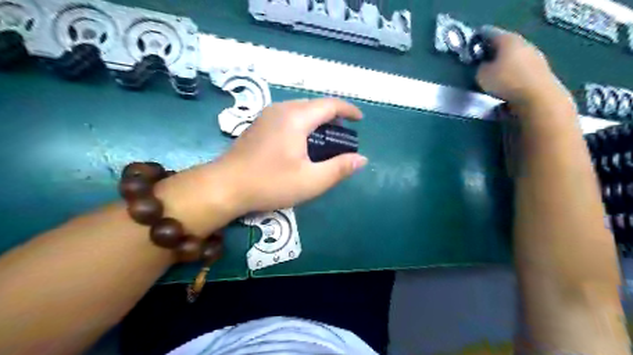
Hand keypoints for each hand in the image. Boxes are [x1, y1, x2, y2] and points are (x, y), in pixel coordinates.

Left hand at [217, 97, 368, 212]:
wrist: (225, 186)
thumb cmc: (270, 183)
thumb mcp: (311, 181)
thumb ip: (339, 168)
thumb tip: (361, 159)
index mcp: (296, 118)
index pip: (330, 105)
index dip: (348, 110)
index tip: (360, 120)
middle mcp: (282, 109)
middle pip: (315, 105)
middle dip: (333, 116)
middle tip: (344, 136)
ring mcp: (267, 115)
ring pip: (300, 109)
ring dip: (317, 120)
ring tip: (326, 138)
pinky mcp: (259, 124)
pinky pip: (288, 115)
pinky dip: (303, 123)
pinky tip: (303, 141)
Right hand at [477, 27, 571, 106]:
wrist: (538, 97)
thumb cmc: (506, 82)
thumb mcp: (482, 76)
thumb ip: (480, 67)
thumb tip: (484, 66)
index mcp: (508, 40)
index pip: (491, 34)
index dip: (480, 40)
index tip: (472, 49)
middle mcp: (524, 43)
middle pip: (505, 45)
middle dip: (493, 52)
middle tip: (482, 62)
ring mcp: (535, 56)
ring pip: (515, 56)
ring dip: (505, 64)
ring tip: (494, 75)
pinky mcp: (541, 70)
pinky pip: (522, 68)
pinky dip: (514, 73)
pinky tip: (507, 83)